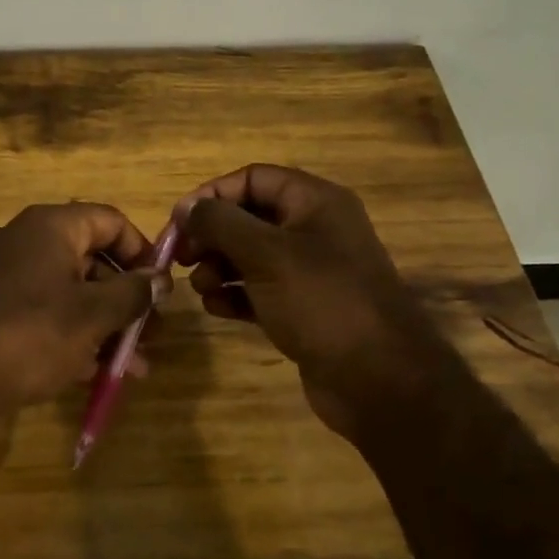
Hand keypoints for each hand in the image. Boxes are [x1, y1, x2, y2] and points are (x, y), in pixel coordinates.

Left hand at [0, 203, 163, 440]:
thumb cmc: (31, 334)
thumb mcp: (92, 315)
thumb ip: (133, 294)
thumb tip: (161, 279)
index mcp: (49, 227)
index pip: (109, 221)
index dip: (142, 251)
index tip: (162, 288)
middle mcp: (24, 242)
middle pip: (90, 259)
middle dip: (125, 299)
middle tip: (153, 334)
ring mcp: (4, 277)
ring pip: (69, 294)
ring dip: (104, 326)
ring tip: (134, 366)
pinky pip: (43, 315)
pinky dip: (72, 337)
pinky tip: (96, 374)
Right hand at [174, 164, 454, 440]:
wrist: (379, 380)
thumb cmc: (321, 301)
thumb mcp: (265, 254)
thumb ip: (220, 223)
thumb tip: (186, 207)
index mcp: (315, 202)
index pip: (253, 178)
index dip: (213, 194)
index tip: (179, 221)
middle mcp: (314, 229)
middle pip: (248, 217)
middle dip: (211, 235)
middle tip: (181, 258)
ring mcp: (310, 271)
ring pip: (250, 255)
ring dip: (218, 267)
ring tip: (202, 288)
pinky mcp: (303, 308)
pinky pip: (259, 290)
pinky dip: (234, 295)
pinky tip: (216, 309)